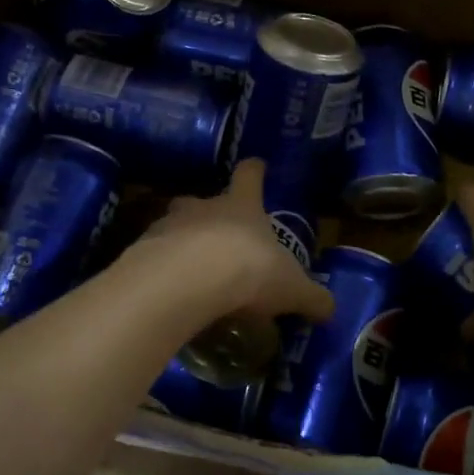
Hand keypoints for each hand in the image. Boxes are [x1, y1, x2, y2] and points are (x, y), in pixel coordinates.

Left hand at [138, 159, 335, 322]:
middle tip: (220, 235)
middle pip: (204, 199)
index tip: (257, 165)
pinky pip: (155, 257)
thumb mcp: (291, 288)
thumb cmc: (248, 270)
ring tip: (193, 273)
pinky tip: (172, 294)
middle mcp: (203, 207)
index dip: (255, 171)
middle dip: (210, 213)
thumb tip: (331, 309)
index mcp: (242, 206)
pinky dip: (163, 271)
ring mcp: (168, 226)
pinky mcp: (141, 252)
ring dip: (183, 243)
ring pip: (175, 226)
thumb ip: (310, 297)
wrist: (185, 281)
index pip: (249, 176)